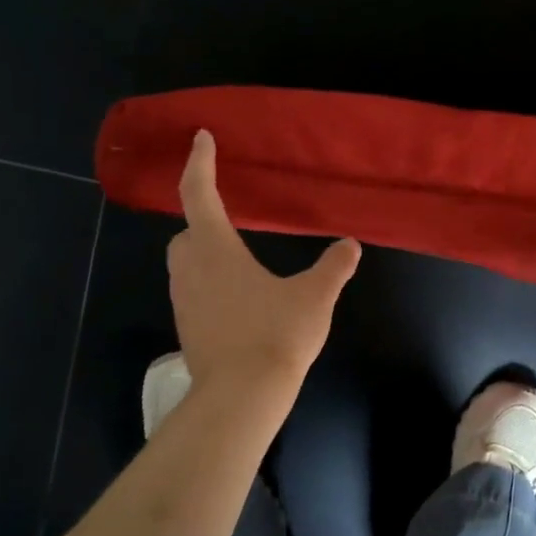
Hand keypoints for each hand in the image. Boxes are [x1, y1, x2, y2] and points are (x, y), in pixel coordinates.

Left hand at [168, 131, 360, 392]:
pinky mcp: (187, 328)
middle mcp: (191, 269)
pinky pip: (192, 292)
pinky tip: (238, 300)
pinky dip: (209, 284)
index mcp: (216, 249)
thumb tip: (350, 245)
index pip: (200, 194)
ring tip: (238, 260)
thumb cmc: (275, 335)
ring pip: (186, 264)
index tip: (202, 138)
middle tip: (228, 218)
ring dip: (205, 254)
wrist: (241, 398)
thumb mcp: (314, 297)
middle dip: (201, 219)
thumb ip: (334, 267)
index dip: (200, 162)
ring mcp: (184, 301)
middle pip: (186, 233)